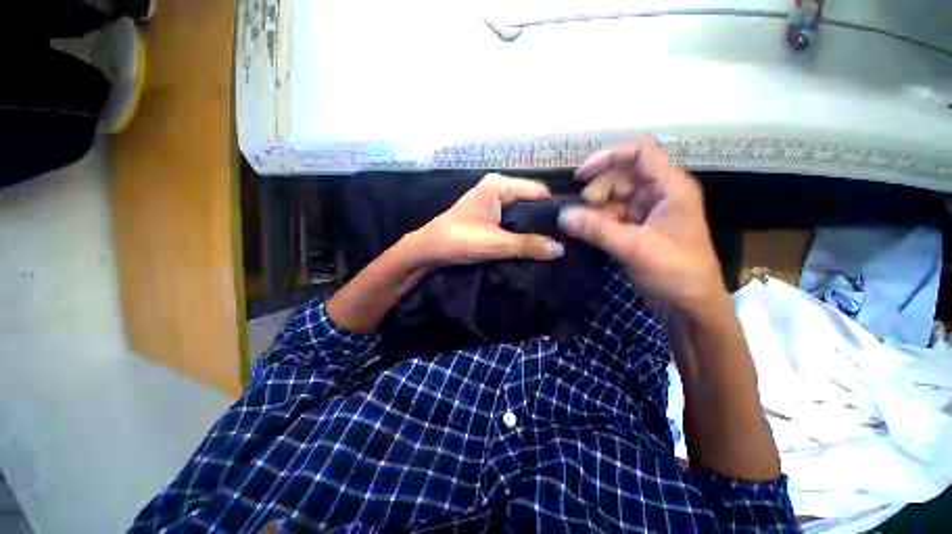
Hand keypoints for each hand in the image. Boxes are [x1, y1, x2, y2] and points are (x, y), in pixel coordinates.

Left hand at [403, 173, 564, 266]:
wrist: (428, 250)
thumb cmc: (459, 240)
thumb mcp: (496, 243)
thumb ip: (529, 245)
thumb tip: (561, 249)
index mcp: (499, 185)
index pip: (538, 192)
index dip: (553, 210)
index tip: (570, 228)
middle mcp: (497, 189)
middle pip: (530, 203)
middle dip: (543, 221)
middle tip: (563, 241)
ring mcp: (491, 202)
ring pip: (520, 214)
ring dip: (532, 229)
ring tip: (551, 245)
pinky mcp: (487, 217)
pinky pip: (511, 222)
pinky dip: (519, 232)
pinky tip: (531, 245)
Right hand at [558, 137, 724, 312]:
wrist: (691, 304)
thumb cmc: (675, 272)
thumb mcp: (635, 248)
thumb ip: (597, 230)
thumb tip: (562, 215)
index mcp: (670, 187)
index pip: (639, 152)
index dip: (608, 157)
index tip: (580, 177)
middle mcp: (659, 192)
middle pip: (620, 175)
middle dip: (597, 192)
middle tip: (581, 215)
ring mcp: (648, 209)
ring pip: (613, 196)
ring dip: (594, 209)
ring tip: (583, 228)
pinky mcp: (638, 225)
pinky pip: (612, 214)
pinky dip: (597, 221)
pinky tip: (587, 233)